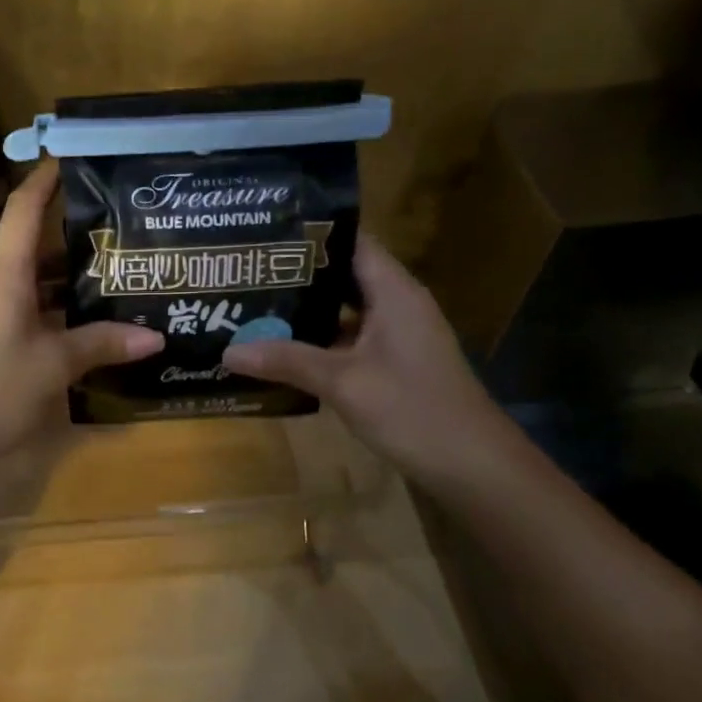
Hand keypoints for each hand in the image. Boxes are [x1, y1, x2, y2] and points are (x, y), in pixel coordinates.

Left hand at [0, 161, 163, 475]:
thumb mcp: (52, 368)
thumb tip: (154, 336)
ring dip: (62, 283)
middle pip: (30, 248)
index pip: (24, 210)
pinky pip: (15, 311)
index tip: (68, 156)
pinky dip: (46, 310)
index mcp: (3, 275)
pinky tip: (75, 329)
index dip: (45, 180)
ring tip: (109, 282)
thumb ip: (100, 346)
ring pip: (25, 284)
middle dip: (72, 240)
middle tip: (119, 236)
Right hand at [224, 232, 517, 482]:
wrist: (474, 468)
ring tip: (253, 305)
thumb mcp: (343, 383)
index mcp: (393, 292)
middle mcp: (396, 304)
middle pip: (342, 275)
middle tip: (245, 272)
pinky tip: (282, 350)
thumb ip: (286, 361)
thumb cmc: (414, 411)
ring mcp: (396, 336)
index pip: (351, 242)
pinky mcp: (393, 364)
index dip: (309, 234)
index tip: (263, 234)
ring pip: (343, 310)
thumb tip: (227, 351)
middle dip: (295, 275)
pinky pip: (348, 339)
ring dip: (304, 310)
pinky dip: (318, 340)